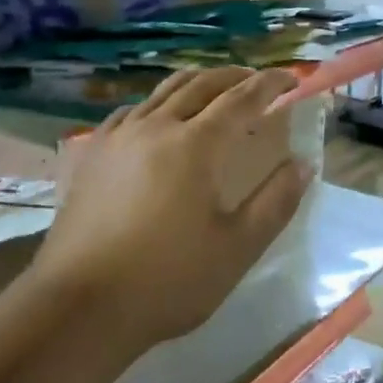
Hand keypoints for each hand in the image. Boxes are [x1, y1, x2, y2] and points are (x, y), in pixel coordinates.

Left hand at [33, 67, 311, 356]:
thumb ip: (275, 202)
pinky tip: (157, 118)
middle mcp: (156, 126)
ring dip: (197, 83)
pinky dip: (157, 103)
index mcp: (195, 144)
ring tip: (214, 89)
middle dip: (234, 76)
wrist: (80, 306)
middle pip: (201, 84)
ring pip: (163, 91)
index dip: (270, 84)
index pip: (241, 98)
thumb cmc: (167, 280)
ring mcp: (119, 137)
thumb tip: (303, 164)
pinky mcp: (92, 153)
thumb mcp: (236, 248)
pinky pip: (131, 111)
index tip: (292, 78)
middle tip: (257, 81)